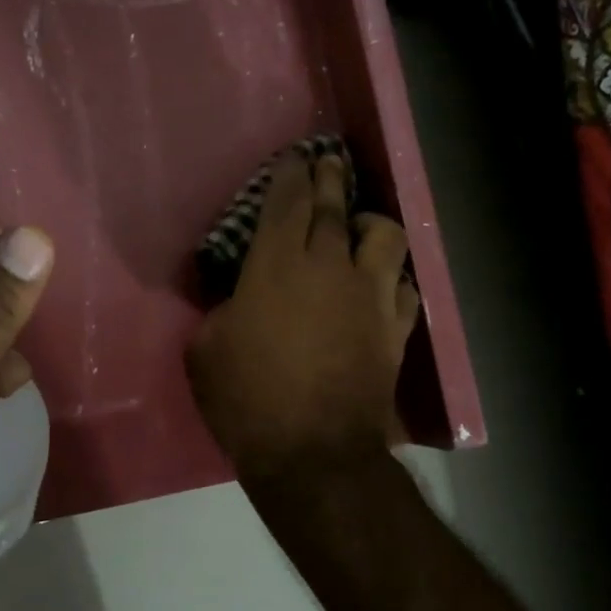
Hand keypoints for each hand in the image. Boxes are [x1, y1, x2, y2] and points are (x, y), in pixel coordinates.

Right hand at [187, 152, 417, 481]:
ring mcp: (370, 295)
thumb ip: (219, 310)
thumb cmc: (247, 399)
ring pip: (385, 235)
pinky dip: (394, 278)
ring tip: (359, 229)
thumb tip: (235, 301)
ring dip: (370, 223)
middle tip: (326, 164)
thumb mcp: (205, 350)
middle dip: (329, 178)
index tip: (294, 158)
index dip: (290, 175)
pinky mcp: (395, 328)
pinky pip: (406, 286)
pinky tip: (382, 285)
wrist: (312, 452)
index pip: (287, 202)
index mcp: (276, 265)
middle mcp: (329, 266)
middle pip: (335, 206)